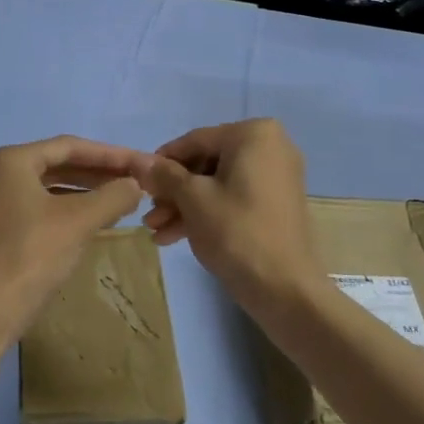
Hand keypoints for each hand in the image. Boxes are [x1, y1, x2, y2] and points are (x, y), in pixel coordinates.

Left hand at [0, 136, 149, 339]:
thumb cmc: (32, 254)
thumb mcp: (79, 221)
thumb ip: (112, 196)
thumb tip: (136, 185)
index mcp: (12, 161)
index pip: (69, 146)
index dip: (109, 154)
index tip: (139, 162)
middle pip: (59, 165)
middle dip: (98, 173)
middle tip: (134, 181)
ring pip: (50, 188)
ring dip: (86, 192)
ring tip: (121, 200)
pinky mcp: (0, 230)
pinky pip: (41, 208)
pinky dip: (69, 210)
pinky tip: (95, 222)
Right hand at [138, 119, 318, 311]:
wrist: (286, 289)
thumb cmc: (236, 232)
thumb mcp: (192, 199)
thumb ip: (164, 175)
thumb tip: (138, 161)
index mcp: (253, 134)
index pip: (194, 141)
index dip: (161, 163)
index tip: (138, 182)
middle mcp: (269, 147)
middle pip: (205, 163)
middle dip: (173, 191)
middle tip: (148, 214)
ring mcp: (275, 176)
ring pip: (217, 184)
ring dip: (184, 206)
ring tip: (156, 231)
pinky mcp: (275, 203)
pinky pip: (233, 198)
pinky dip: (206, 213)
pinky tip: (174, 236)